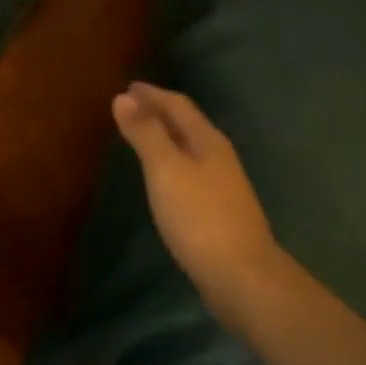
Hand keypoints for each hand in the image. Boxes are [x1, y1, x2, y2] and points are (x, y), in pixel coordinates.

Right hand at [113, 81, 285, 325]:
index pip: (178, 105)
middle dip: (159, 112)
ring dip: (166, 137)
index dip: (153, 94)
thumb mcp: (165, 169)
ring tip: (142, 136)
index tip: (128, 87)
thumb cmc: (199, 216)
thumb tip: (123, 97)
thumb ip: (145, 133)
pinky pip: (190, 173)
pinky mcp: (219, 212)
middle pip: (187, 124)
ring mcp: (223, 186)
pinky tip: (162, 178)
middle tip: (131, 106)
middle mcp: (218, 157)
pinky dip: (171, 162)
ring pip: (190, 149)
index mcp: (208, 141)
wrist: (243, 277)